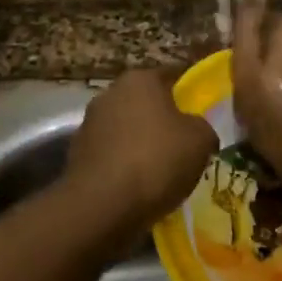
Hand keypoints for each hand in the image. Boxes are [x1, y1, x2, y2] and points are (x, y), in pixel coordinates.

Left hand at [64, 68, 216, 227]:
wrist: (101, 205)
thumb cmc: (156, 160)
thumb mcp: (200, 141)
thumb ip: (203, 127)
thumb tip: (197, 130)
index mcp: (140, 79)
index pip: (172, 75)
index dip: (190, 92)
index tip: (203, 110)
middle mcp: (110, 93)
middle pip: (146, 102)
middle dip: (164, 119)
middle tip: (185, 142)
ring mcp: (90, 123)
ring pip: (127, 128)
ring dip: (142, 142)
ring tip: (163, 169)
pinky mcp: (78, 153)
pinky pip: (112, 154)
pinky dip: (124, 164)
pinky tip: (139, 185)